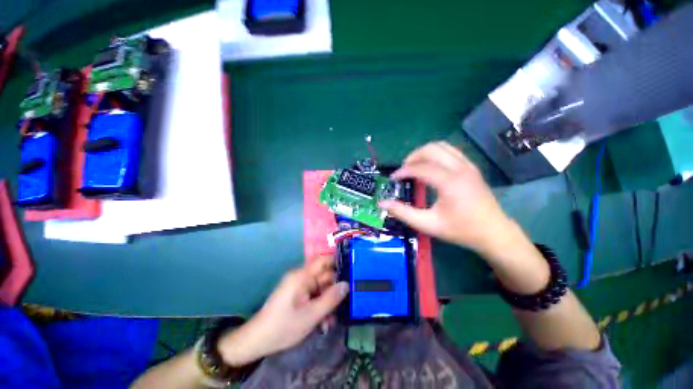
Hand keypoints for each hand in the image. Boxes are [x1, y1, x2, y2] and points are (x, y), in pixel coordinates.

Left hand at [218, 256, 347, 365]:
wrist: (257, 341)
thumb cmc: (284, 326)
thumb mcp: (311, 315)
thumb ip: (331, 299)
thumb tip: (347, 285)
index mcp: (303, 276)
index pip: (323, 260)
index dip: (338, 262)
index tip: (352, 271)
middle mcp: (301, 277)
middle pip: (324, 276)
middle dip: (334, 291)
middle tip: (344, 305)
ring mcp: (299, 287)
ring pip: (320, 289)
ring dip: (327, 303)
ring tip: (330, 322)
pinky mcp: (297, 296)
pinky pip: (313, 296)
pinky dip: (319, 307)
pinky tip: (322, 323)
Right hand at [379, 141, 512, 253]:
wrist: (493, 232)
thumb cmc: (460, 230)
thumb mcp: (428, 224)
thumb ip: (403, 213)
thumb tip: (382, 203)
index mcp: (449, 182)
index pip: (420, 167)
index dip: (403, 171)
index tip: (393, 179)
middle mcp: (460, 168)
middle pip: (430, 149)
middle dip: (412, 157)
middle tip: (403, 171)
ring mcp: (468, 165)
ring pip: (441, 146)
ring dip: (424, 153)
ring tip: (414, 166)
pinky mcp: (471, 167)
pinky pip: (450, 151)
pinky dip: (436, 154)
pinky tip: (430, 167)